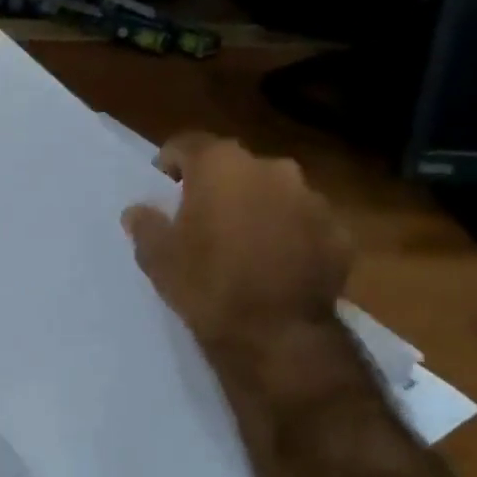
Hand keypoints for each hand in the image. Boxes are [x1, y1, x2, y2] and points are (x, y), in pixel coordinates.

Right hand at [122, 135, 352, 359]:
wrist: (277, 333)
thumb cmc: (206, 285)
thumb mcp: (157, 258)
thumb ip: (146, 225)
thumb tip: (138, 211)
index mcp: (222, 166)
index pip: (188, 143)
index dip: (171, 162)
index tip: (163, 185)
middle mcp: (271, 168)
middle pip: (235, 167)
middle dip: (218, 186)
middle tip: (202, 220)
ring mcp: (312, 198)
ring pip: (274, 193)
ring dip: (257, 209)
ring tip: (243, 246)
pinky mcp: (338, 231)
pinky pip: (304, 224)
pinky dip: (289, 235)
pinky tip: (276, 266)